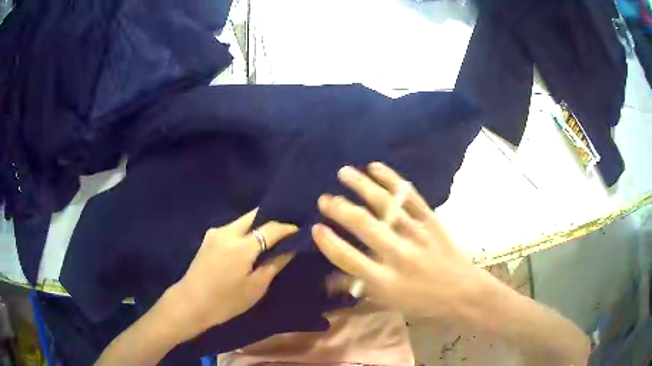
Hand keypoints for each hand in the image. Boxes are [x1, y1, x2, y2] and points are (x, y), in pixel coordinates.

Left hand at [166, 210, 296, 341]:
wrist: (191, 302)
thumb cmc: (226, 300)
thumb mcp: (256, 287)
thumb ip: (274, 264)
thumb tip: (290, 249)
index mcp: (242, 246)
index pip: (272, 227)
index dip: (288, 228)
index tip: (299, 231)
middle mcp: (228, 231)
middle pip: (254, 215)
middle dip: (271, 219)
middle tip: (284, 229)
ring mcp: (215, 232)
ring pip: (242, 220)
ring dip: (256, 224)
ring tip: (269, 236)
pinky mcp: (208, 237)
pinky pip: (232, 228)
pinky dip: (244, 231)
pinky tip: (249, 243)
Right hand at [312, 162, 490, 324]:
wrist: (463, 293)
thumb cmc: (424, 302)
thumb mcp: (390, 302)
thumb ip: (361, 286)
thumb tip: (331, 278)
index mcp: (386, 281)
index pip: (348, 258)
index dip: (328, 242)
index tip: (315, 228)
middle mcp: (399, 255)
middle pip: (364, 225)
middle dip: (340, 208)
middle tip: (324, 199)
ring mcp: (417, 234)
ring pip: (385, 204)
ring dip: (362, 185)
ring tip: (344, 172)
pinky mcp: (431, 220)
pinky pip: (409, 196)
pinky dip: (392, 179)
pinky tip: (376, 168)